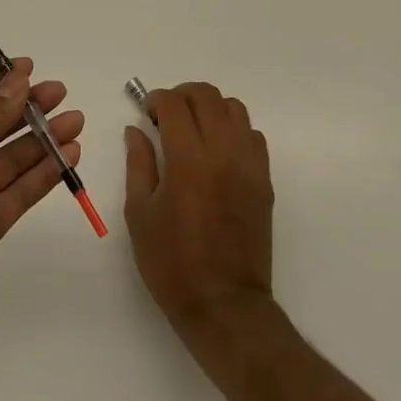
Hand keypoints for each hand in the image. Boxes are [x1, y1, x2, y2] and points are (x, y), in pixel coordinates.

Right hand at [124, 82, 273, 338]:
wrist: (224, 305)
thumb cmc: (172, 263)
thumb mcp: (140, 214)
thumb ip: (138, 163)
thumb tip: (136, 130)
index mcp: (188, 160)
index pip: (174, 104)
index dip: (156, 99)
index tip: (146, 113)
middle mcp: (222, 153)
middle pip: (207, 96)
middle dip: (182, 95)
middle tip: (166, 115)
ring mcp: (249, 165)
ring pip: (234, 108)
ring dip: (210, 108)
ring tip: (194, 129)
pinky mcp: (264, 180)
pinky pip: (253, 135)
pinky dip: (233, 129)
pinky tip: (217, 151)